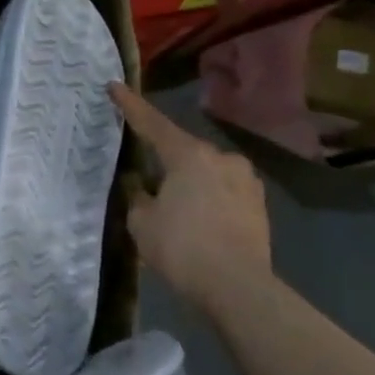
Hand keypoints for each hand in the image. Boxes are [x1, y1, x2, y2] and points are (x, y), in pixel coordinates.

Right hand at [111, 83, 273, 313]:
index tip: (115, 85)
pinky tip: (199, 219)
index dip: (130, 105)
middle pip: (182, 149)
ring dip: (189, 180)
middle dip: (164, 159)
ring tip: (175, 205)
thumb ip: (137, 196)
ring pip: (206, 171)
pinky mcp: (259, 204)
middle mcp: (220, 158)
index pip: (151, 123)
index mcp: (188, 155)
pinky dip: (208, 198)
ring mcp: (245, 180)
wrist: (238, 288)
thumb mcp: (142, 222)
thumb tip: (141, 185)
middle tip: (146, 177)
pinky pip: (224, 190)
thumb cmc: (181, 248)